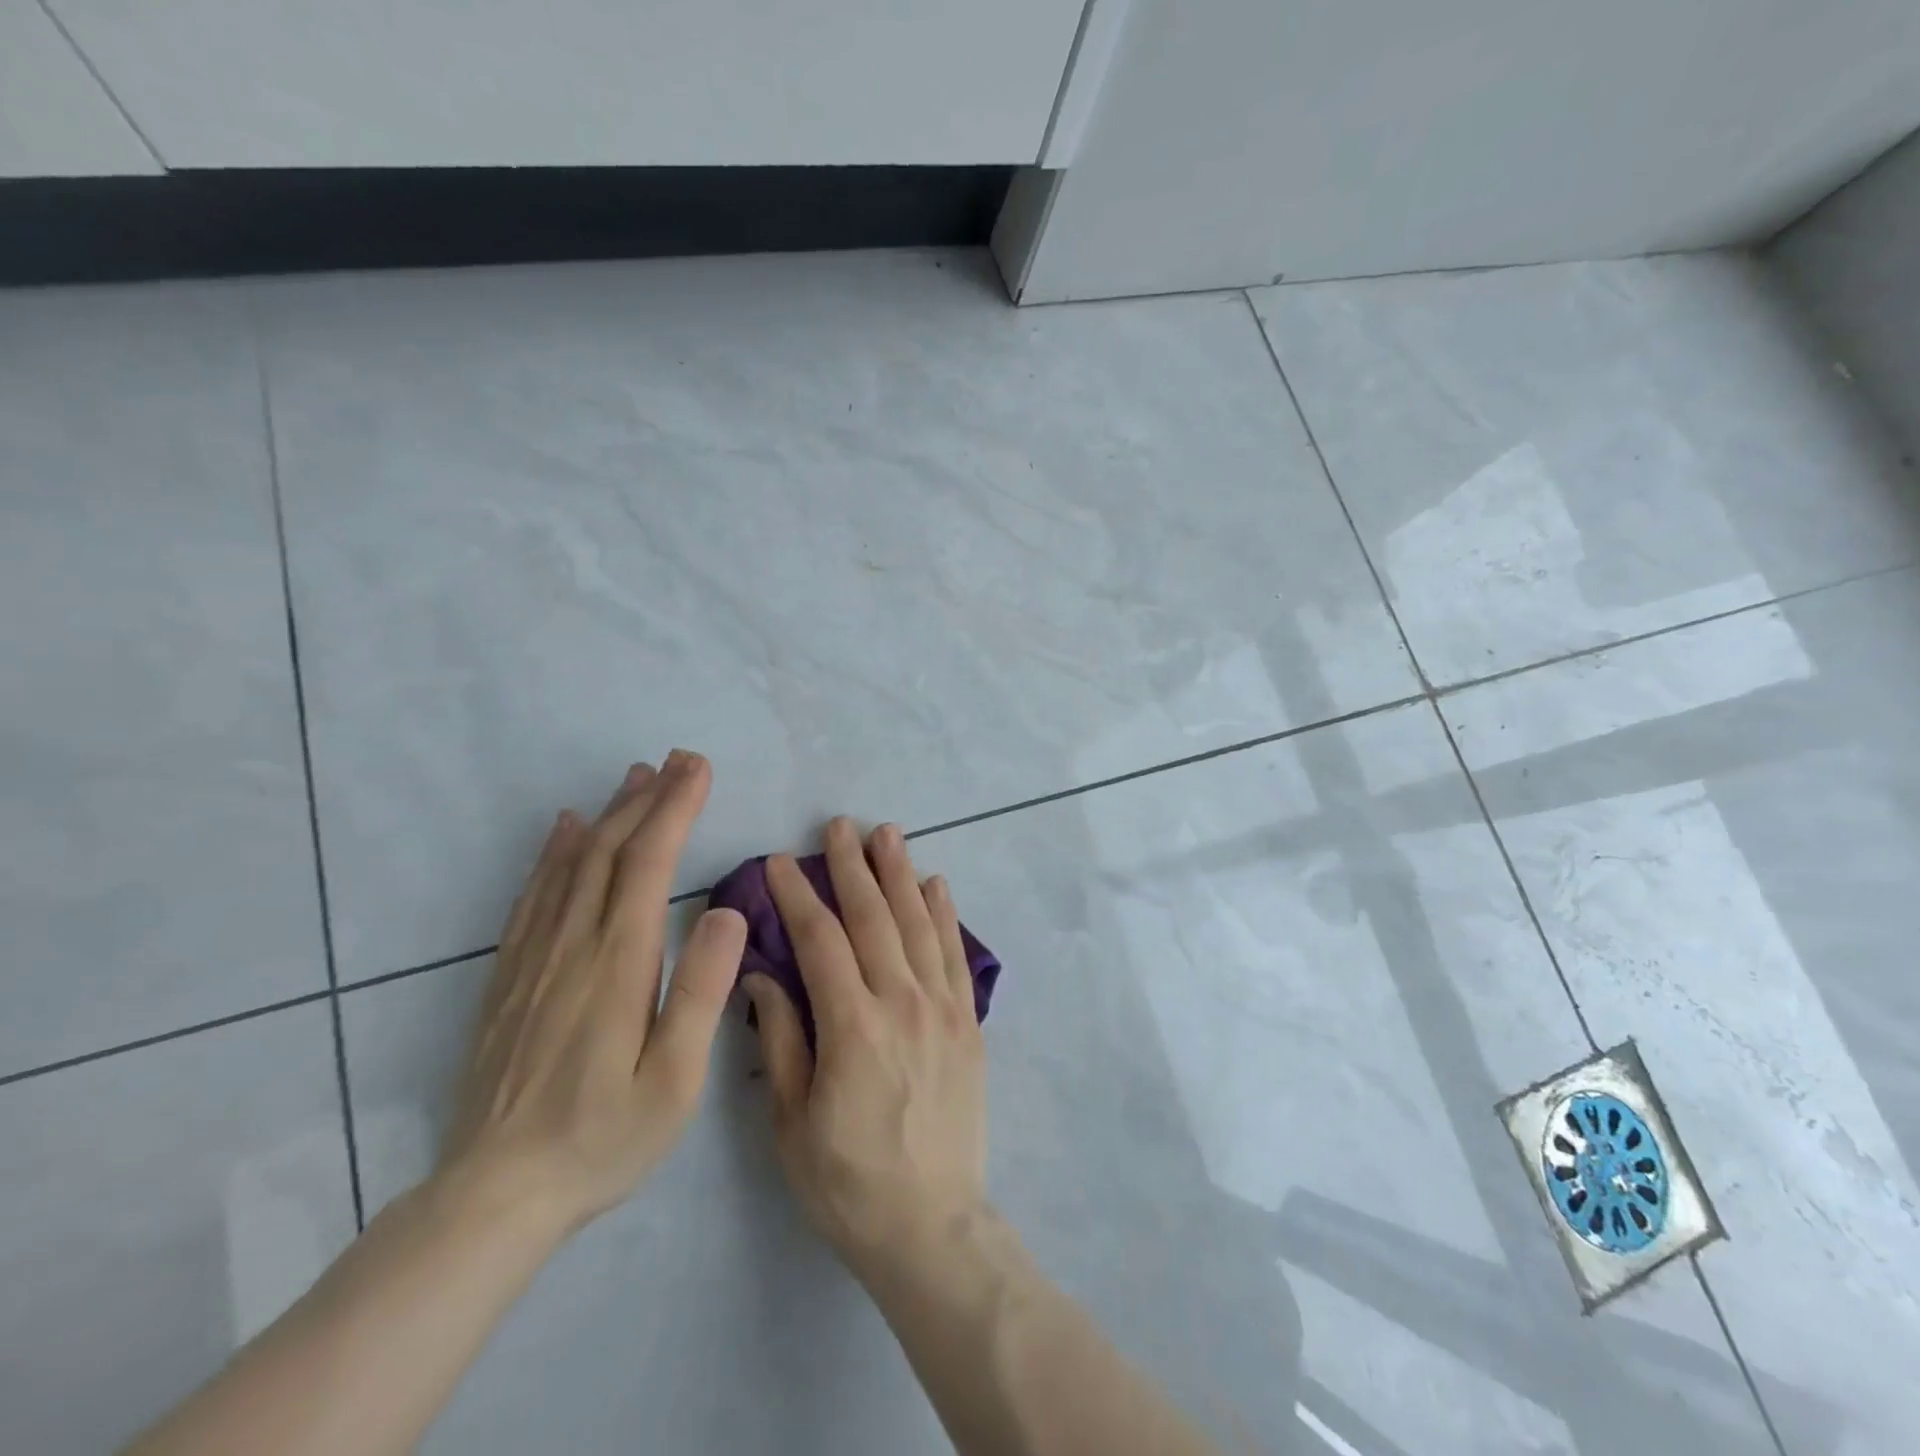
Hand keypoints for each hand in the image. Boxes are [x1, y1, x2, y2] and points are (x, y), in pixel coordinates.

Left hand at [439, 750, 747, 1234]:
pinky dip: (553, 853)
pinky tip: (564, 830)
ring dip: (606, 814)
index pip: (647, 864)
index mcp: (618, 963)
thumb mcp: (676, 1079)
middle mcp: (573, 945)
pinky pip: (533, 896)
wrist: (494, 1195)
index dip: (674, 809)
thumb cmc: (603, 1137)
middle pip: (609, 850)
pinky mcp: (509, 977)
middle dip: (647, 798)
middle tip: (677, 759)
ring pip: (571, 865)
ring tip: (634, 777)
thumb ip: (703, 990)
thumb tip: (724, 911)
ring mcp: (534, 958)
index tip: (697, 769)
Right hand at [745, 818, 987, 1279]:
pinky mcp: (968, 1022)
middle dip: (851, 867)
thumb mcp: (791, 1121)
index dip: (798, 896)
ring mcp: (943, 1008)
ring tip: (887, 834)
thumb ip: (779, 1039)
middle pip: (874, 918)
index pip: (821, 940)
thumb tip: (761, 975)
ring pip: (918, 924)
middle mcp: (902, 1002)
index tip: (779, 862)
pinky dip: (945, 914)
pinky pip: (956, 954)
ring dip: (900, 874)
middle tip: (837, 826)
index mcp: (852, 1025)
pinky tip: (936, 883)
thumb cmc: (847, 1181)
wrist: (930, 1224)